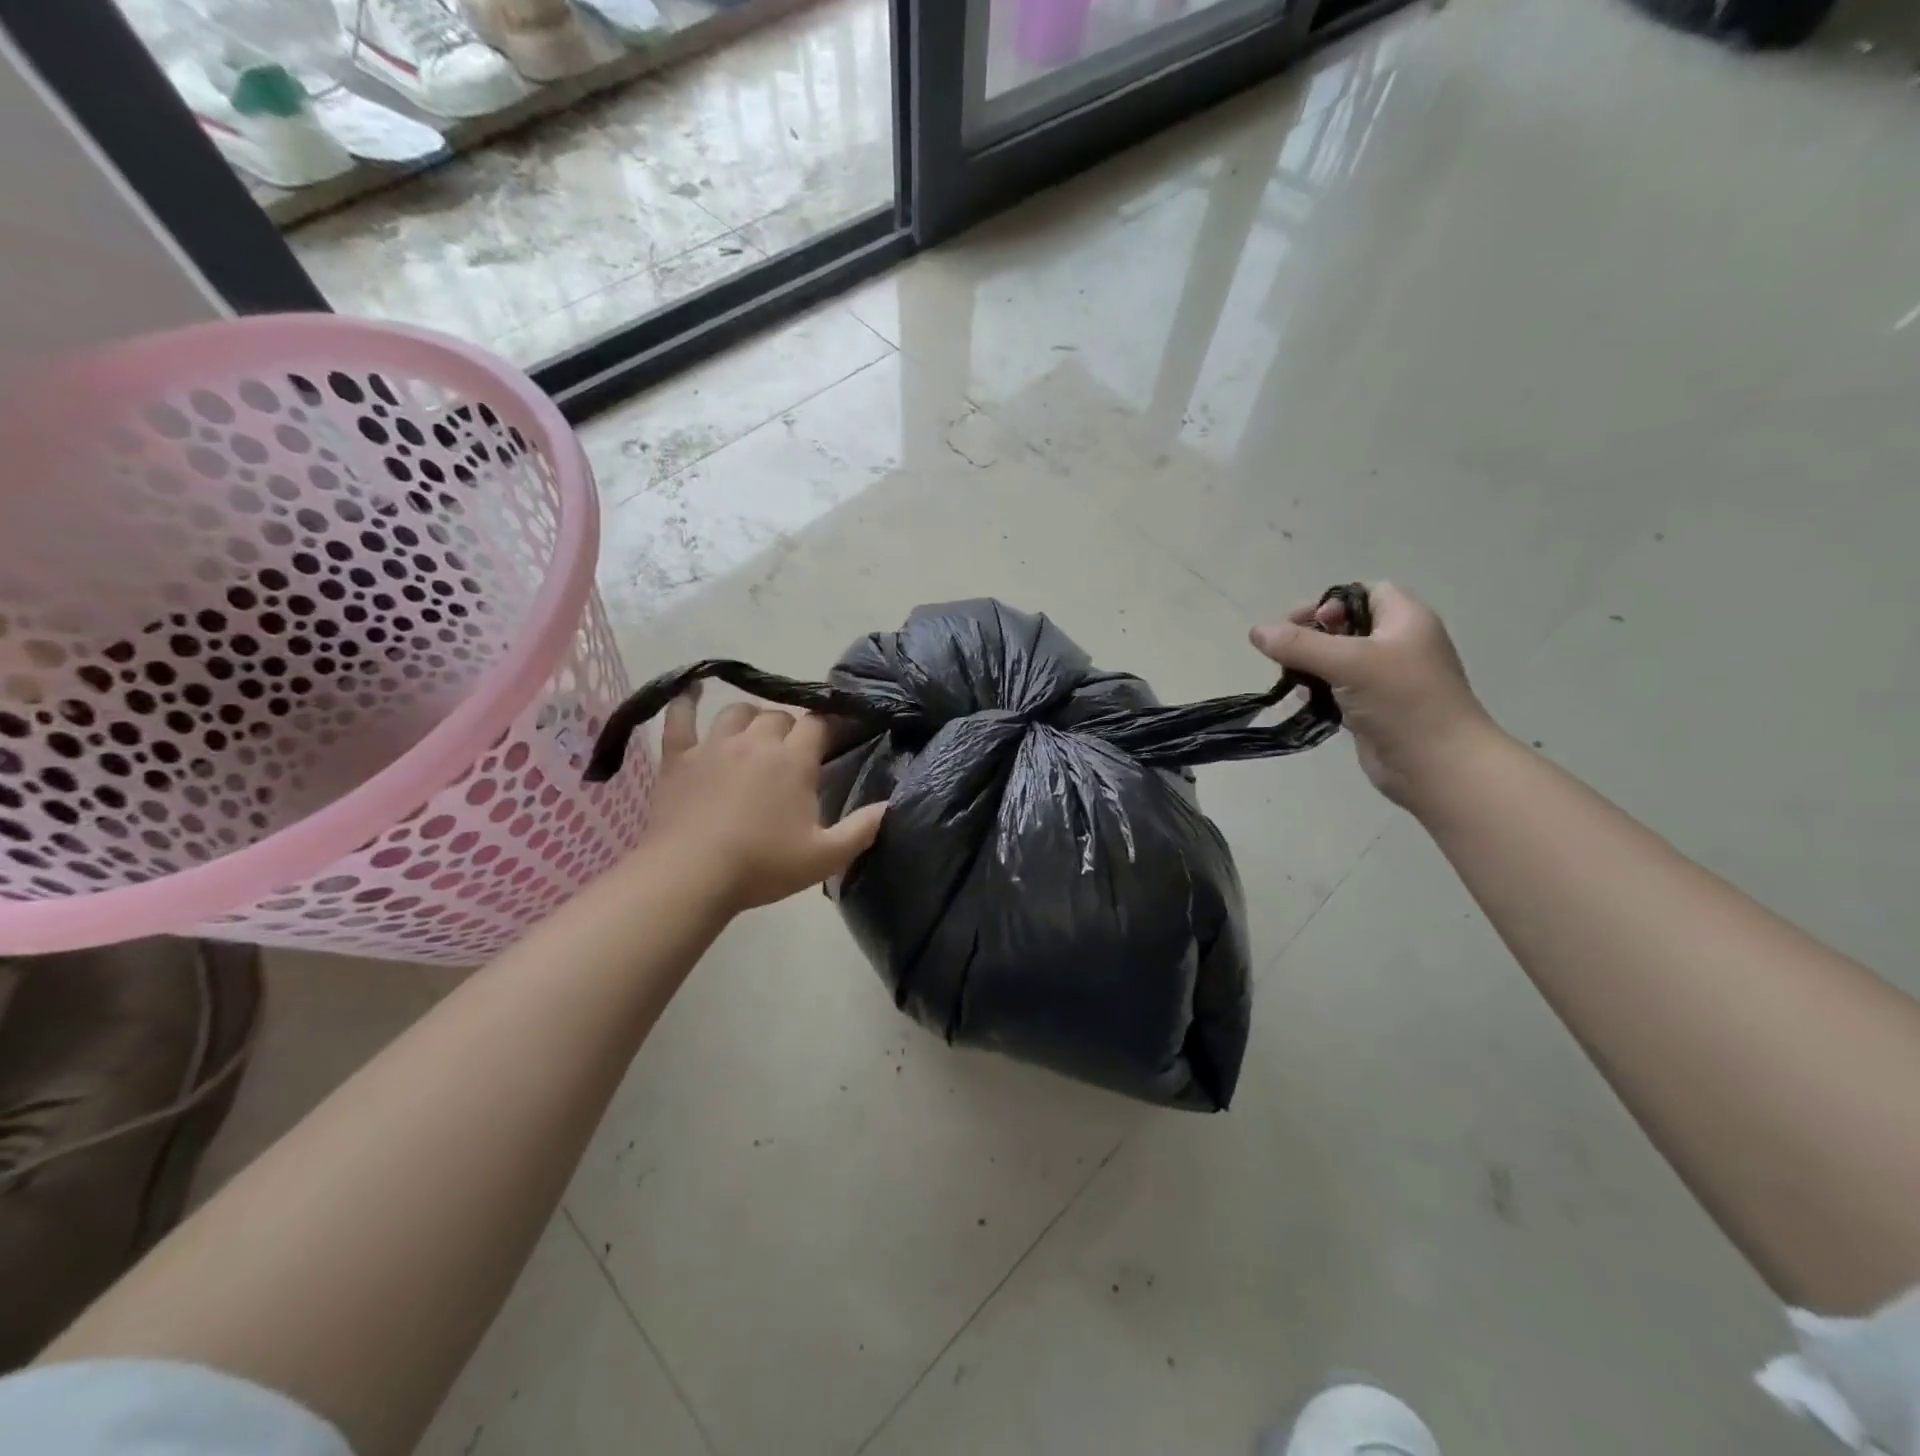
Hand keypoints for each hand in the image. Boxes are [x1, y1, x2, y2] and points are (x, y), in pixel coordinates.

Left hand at [640, 690, 886, 914]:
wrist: (690, 876)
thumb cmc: (762, 866)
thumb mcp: (825, 857)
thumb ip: (863, 828)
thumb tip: (891, 805)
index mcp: (794, 760)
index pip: (818, 724)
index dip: (828, 727)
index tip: (833, 740)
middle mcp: (755, 741)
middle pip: (778, 716)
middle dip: (789, 729)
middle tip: (792, 756)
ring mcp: (713, 745)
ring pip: (736, 712)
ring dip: (750, 719)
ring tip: (753, 736)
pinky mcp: (678, 757)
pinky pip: (680, 718)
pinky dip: (685, 702)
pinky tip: (690, 691)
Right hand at [1250, 583, 1497, 807]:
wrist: (1437, 765)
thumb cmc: (1402, 701)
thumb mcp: (1349, 663)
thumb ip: (1300, 645)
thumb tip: (1256, 631)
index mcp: (1405, 620)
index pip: (1365, 592)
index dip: (1332, 601)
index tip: (1305, 623)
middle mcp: (1398, 644)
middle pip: (1346, 626)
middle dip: (1313, 636)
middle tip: (1287, 650)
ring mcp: (1386, 679)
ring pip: (1338, 660)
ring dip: (1310, 665)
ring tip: (1290, 678)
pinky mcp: (1373, 708)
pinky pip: (1338, 689)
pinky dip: (1317, 691)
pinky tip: (1302, 700)